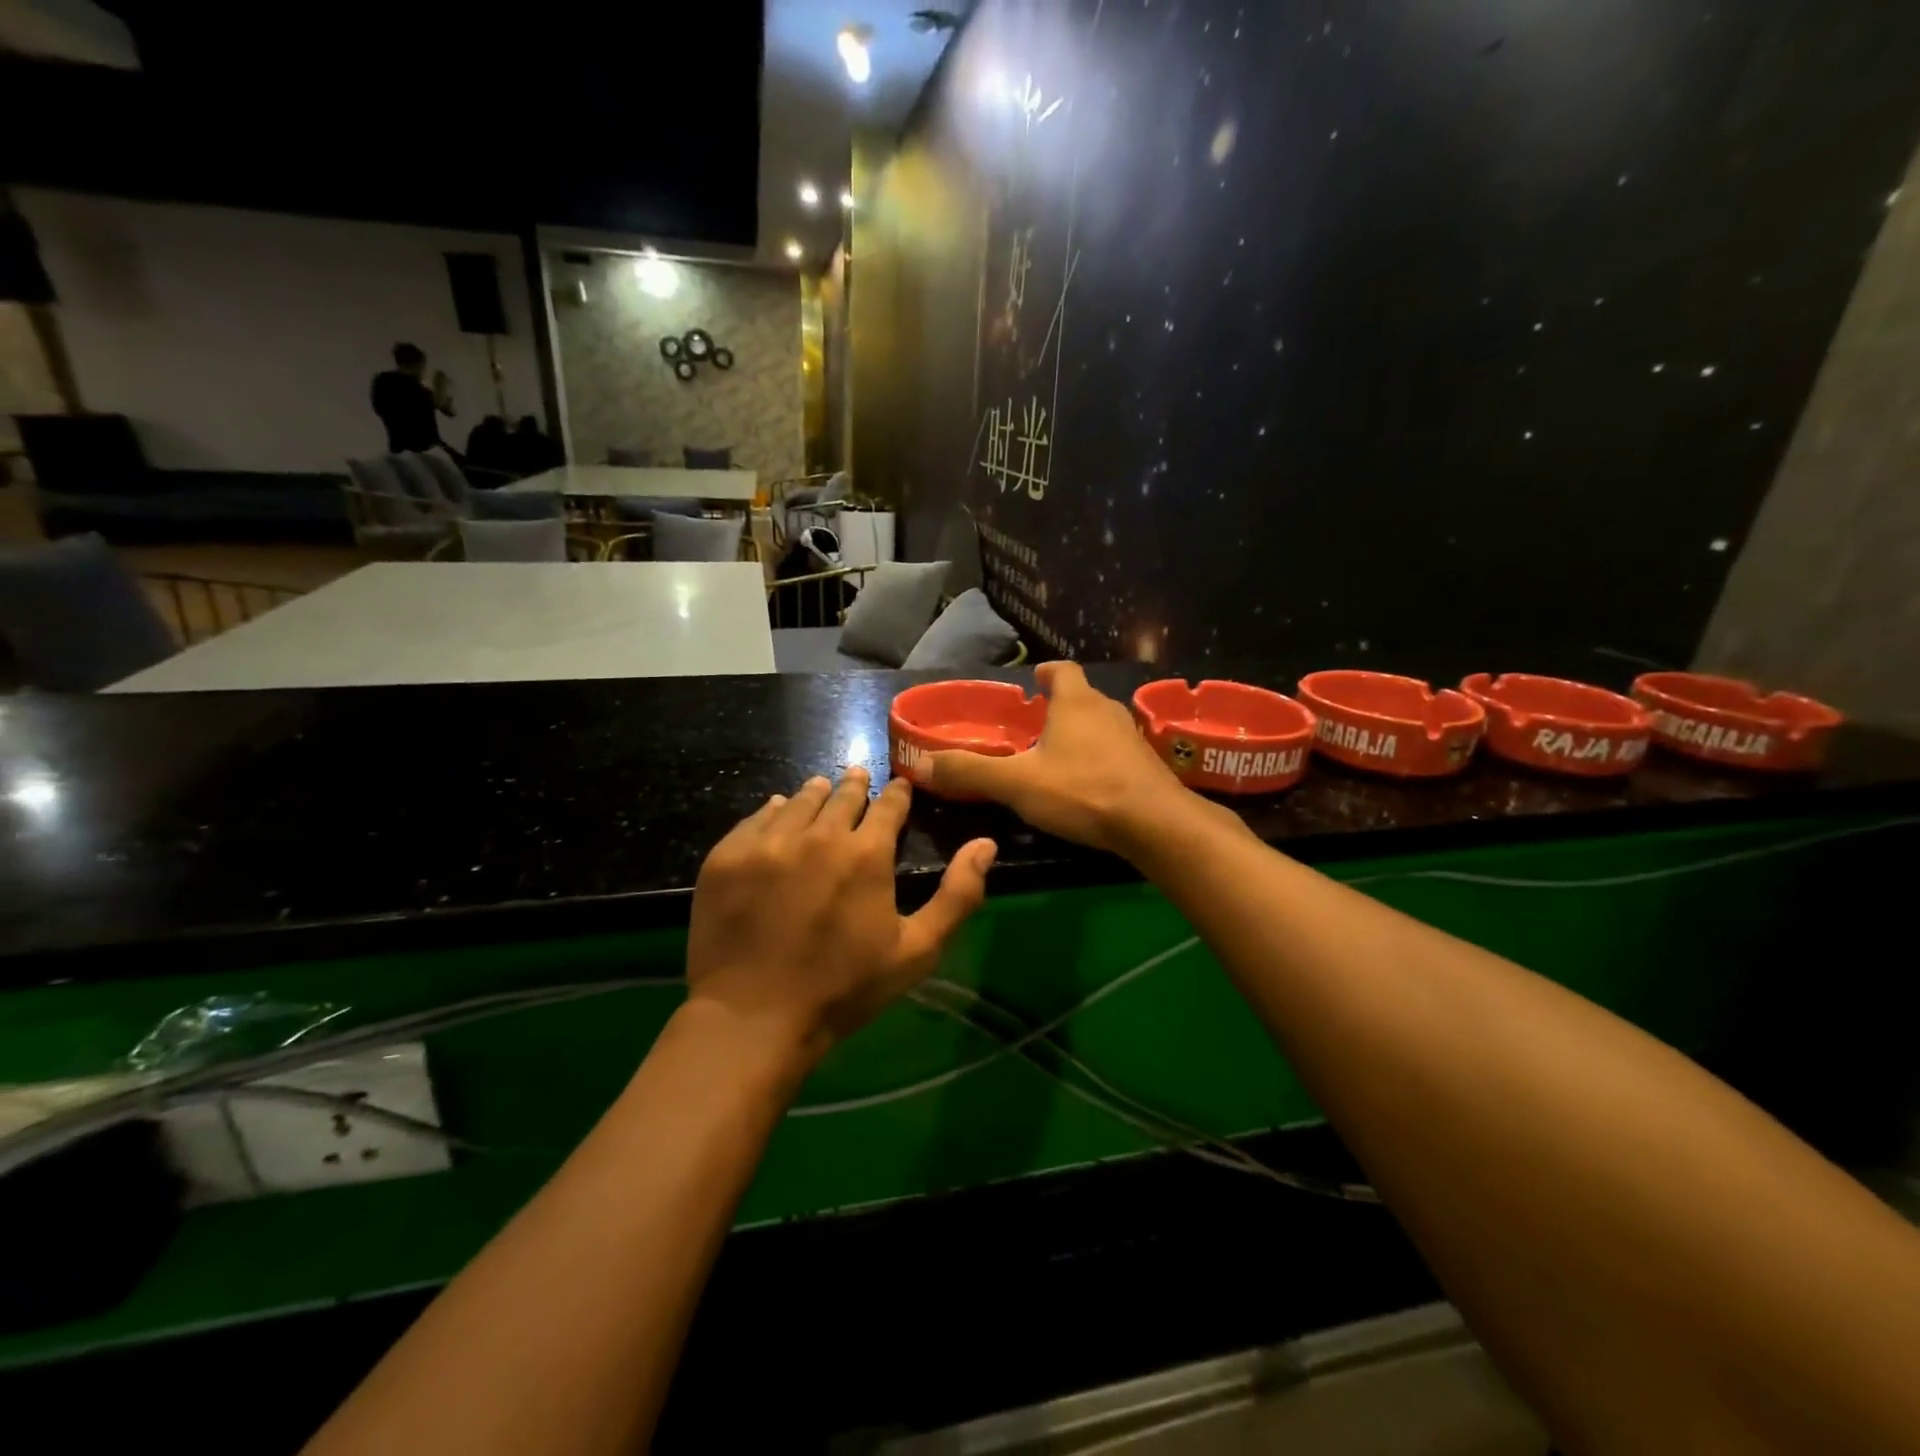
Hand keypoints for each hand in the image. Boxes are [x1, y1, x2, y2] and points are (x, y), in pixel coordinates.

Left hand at [685, 768, 995, 1069]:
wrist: (754, 1017)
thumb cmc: (844, 989)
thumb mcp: (917, 950)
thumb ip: (958, 895)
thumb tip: (986, 843)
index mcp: (866, 853)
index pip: (888, 806)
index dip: (897, 794)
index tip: (899, 787)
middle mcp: (818, 834)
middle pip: (841, 795)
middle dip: (855, 786)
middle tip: (858, 778)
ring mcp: (768, 842)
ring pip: (798, 801)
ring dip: (816, 793)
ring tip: (822, 787)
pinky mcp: (727, 856)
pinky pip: (756, 818)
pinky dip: (773, 811)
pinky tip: (777, 810)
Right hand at [928, 661, 1192, 854]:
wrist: (1155, 824)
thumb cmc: (1083, 791)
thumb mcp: (1017, 783)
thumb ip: (970, 772)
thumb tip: (922, 764)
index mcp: (1076, 704)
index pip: (1063, 671)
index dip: (1047, 673)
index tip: (1035, 680)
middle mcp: (1107, 711)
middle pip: (1082, 697)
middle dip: (1060, 706)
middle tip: (1036, 724)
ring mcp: (1133, 738)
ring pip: (1101, 725)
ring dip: (1081, 733)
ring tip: (1058, 755)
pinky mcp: (1147, 766)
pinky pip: (1117, 752)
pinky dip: (1100, 758)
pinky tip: (1088, 784)